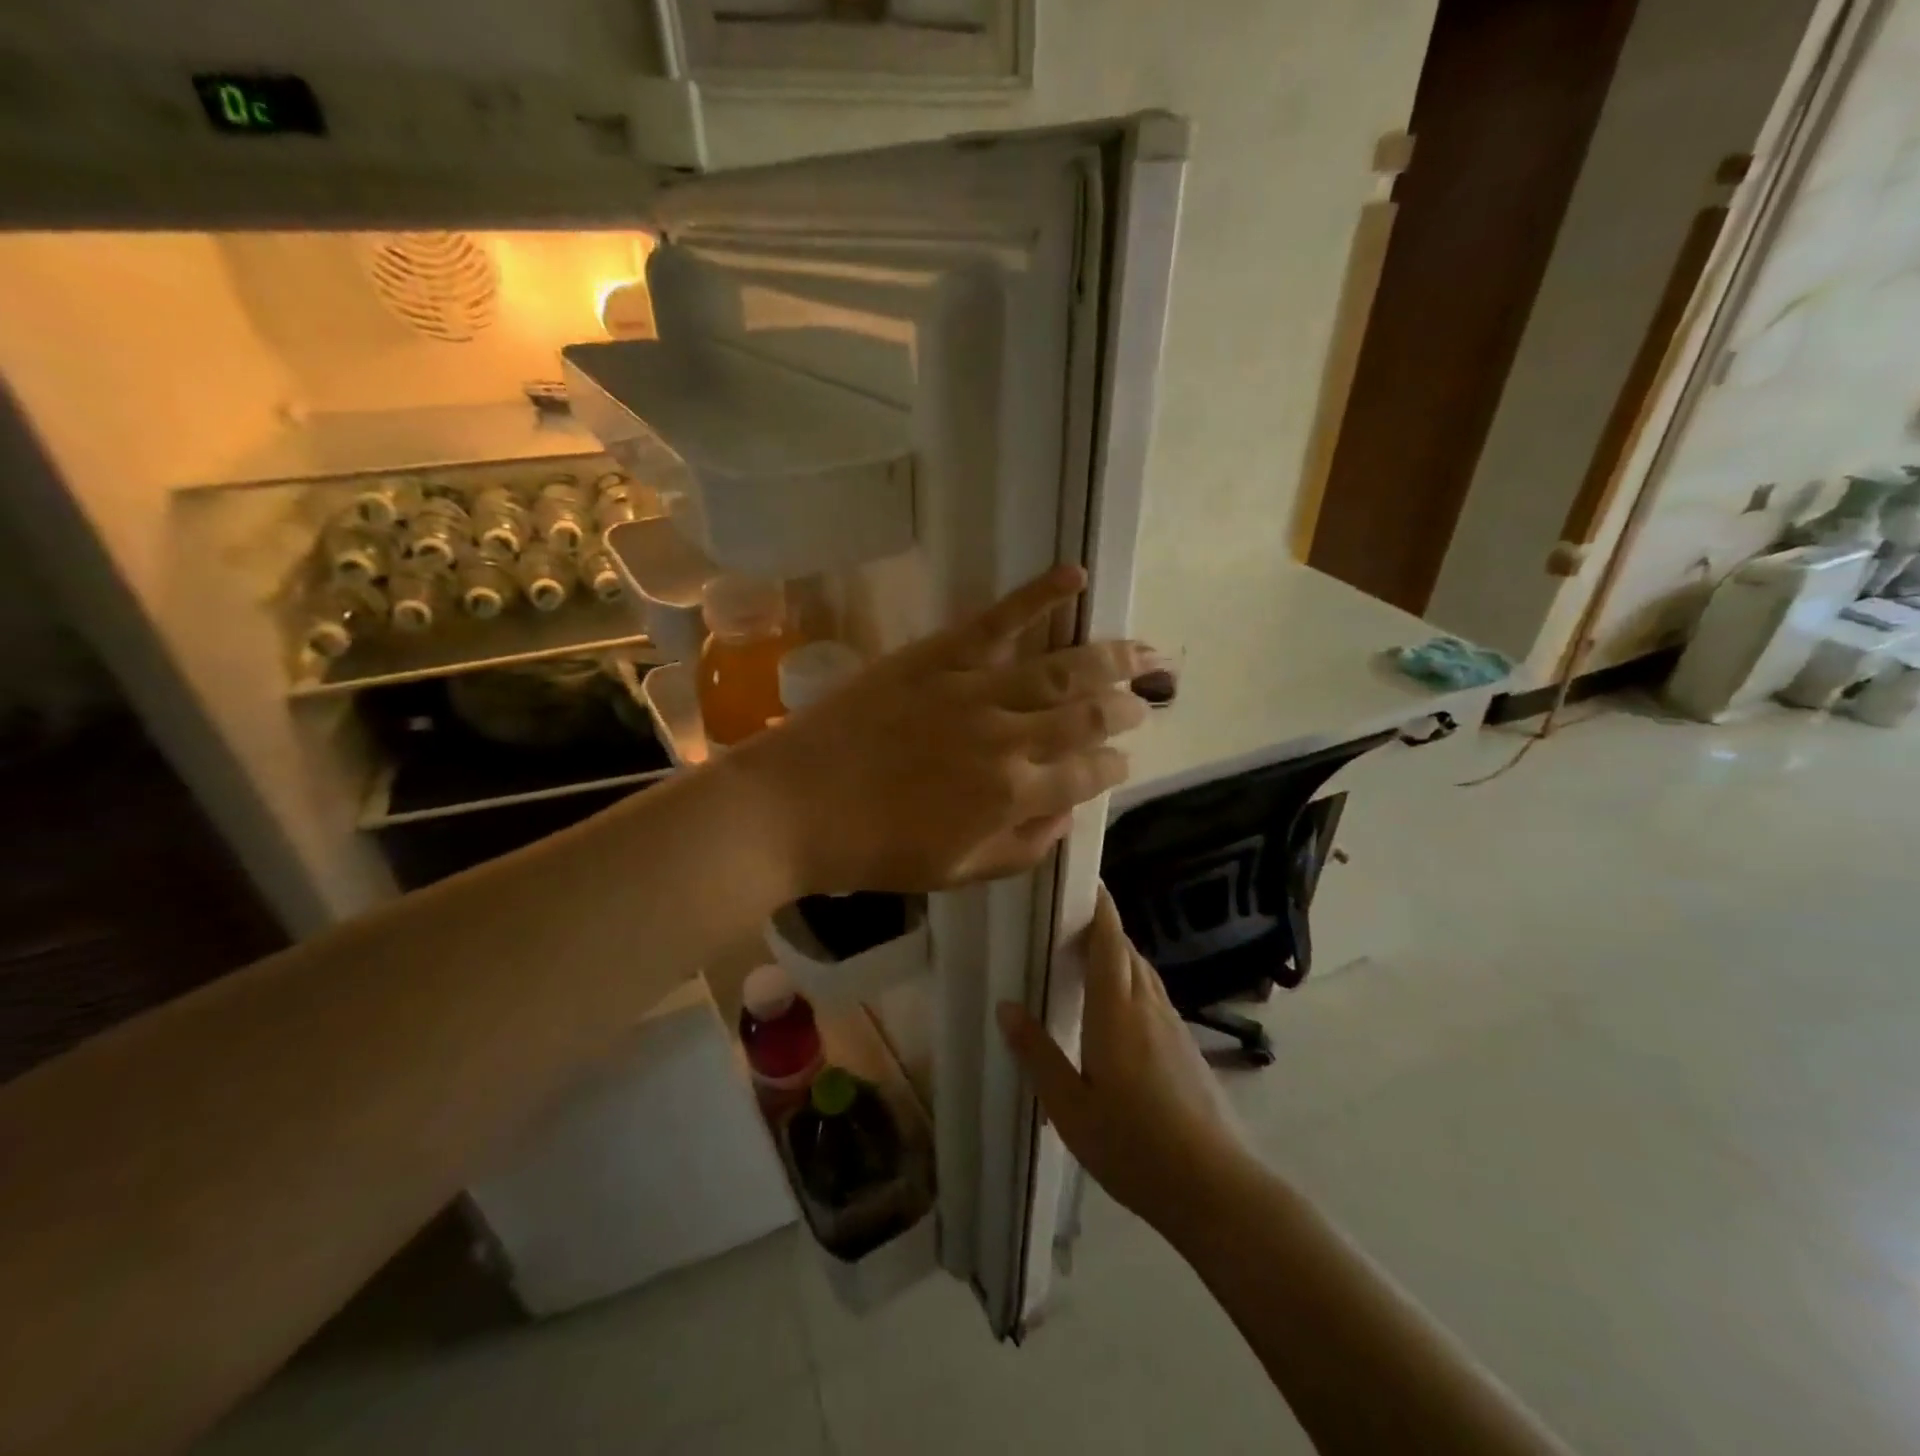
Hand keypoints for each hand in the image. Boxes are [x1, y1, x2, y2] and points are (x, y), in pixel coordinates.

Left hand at [742, 566, 1164, 893]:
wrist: (794, 806)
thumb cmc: (872, 850)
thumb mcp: (956, 873)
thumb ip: (1022, 849)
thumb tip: (1065, 817)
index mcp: (1013, 797)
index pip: (1088, 775)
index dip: (1115, 766)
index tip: (1123, 759)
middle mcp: (1008, 740)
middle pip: (1088, 716)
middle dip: (1125, 707)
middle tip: (1147, 698)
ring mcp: (974, 692)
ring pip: (1061, 668)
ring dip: (1110, 658)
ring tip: (1143, 650)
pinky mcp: (938, 656)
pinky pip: (999, 620)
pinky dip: (1039, 594)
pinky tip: (1076, 575)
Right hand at [997, 884, 1247, 1235]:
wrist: (1215, 1188)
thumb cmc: (1133, 1145)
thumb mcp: (1070, 1107)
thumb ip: (1038, 1054)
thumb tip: (1006, 1006)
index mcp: (1117, 1011)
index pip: (1109, 941)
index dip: (1100, 906)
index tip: (1085, 880)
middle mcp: (1148, 1006)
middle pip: (1126, 950)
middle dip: (1102, 927)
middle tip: (1067, 921)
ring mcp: (1173, 1026)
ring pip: (1143, 972)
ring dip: (1118, 954)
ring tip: (1087, 960)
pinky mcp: (1186, 1047)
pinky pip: (1153, 996)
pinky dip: (1131, 983)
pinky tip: (1117, 1011)